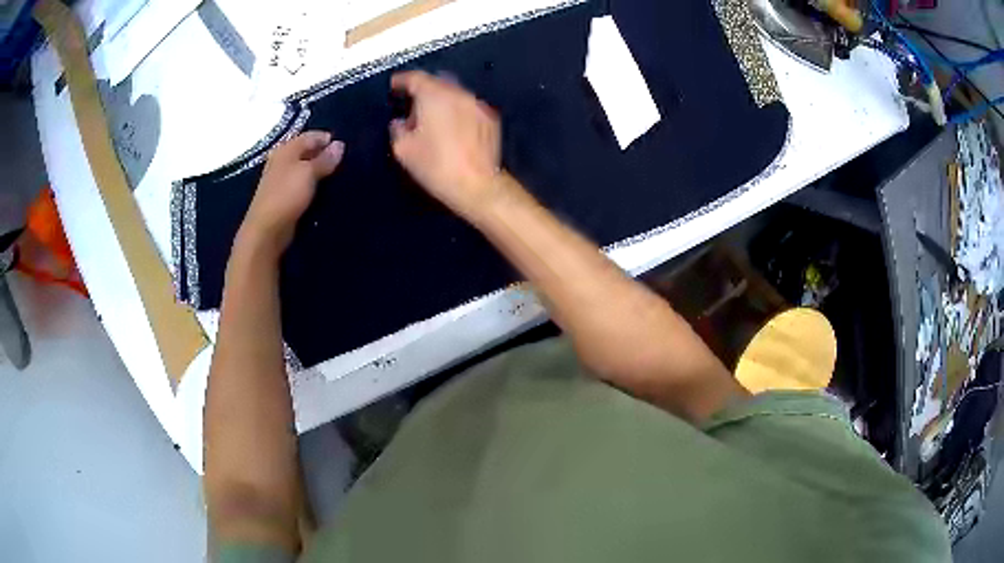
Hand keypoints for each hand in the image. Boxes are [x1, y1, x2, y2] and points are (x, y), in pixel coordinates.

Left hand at [238, 131, 344, 256]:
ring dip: (318, 170)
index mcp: (286, 149)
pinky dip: (312, 183)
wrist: (267, 229)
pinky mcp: (283, 195)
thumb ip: (325, 159)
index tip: (345, 148)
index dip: (327, 139)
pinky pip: (301, 183)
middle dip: (323, 154)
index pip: (310, 136)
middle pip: (306, 151)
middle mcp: (282, 160)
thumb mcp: (309, 173)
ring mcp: (281, 178)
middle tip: (343, 162)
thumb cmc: (287, 195)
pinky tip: (322, 189)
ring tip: (336, 175)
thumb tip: (340, 145)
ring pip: (304, 167)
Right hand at [390, 71, 503, 220]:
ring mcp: (478, 105)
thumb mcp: (403, 149)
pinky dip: (456, 112)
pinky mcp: (490, 119)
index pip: (415, 77)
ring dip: (440, 102)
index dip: (401, 80)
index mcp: (435, 95)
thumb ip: (397, 129)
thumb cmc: (436, 166)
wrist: (477, 186)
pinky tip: (451, 130)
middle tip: (410, 108)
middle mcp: (459, 93)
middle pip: (436, 83)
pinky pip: (467, 108)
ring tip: (431, 120)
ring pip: (454, 94)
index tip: (393, 86)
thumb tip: (400, 122)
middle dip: (422, 92)